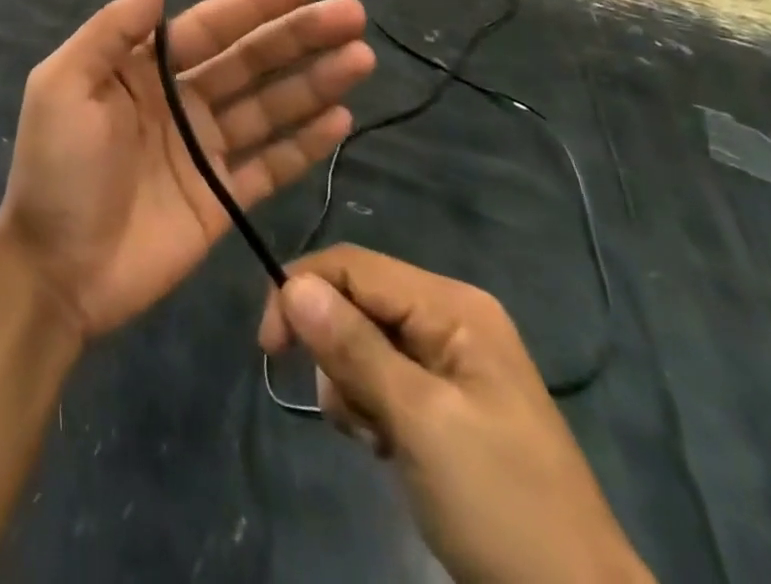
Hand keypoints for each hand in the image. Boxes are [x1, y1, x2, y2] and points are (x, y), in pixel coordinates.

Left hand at [0, 0, 369, 340]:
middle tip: (352, 15)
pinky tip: (341, 119)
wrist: (56, 270)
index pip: (209, 26)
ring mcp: (203, 150)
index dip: (255, 2)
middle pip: (249, 61)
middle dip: (298, 35)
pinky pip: (271, 164)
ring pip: (269, 107)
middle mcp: (179, 101)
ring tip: (360, 58)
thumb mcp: (66, 85)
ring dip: (314, 82)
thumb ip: (113, 29)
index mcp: (141, 69)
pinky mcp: (222, 199)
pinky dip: (305, 143)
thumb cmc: (57, 169)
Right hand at [259, 247, 650, 583]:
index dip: (302, 290)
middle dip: (335, 351)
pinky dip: (368, 406)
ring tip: (376, 438)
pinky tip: (385, 445)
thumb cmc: (500, 505)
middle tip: (351, 412)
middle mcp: (450, 317)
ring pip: (361, 341)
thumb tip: (290, 284)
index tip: (269, 347)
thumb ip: (353, 347)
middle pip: (355, 301)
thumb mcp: (420, 422)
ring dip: (350, 385)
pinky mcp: (444, 400)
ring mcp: (450, 360)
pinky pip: (381, 377)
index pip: (353, 266)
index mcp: (452, 306)